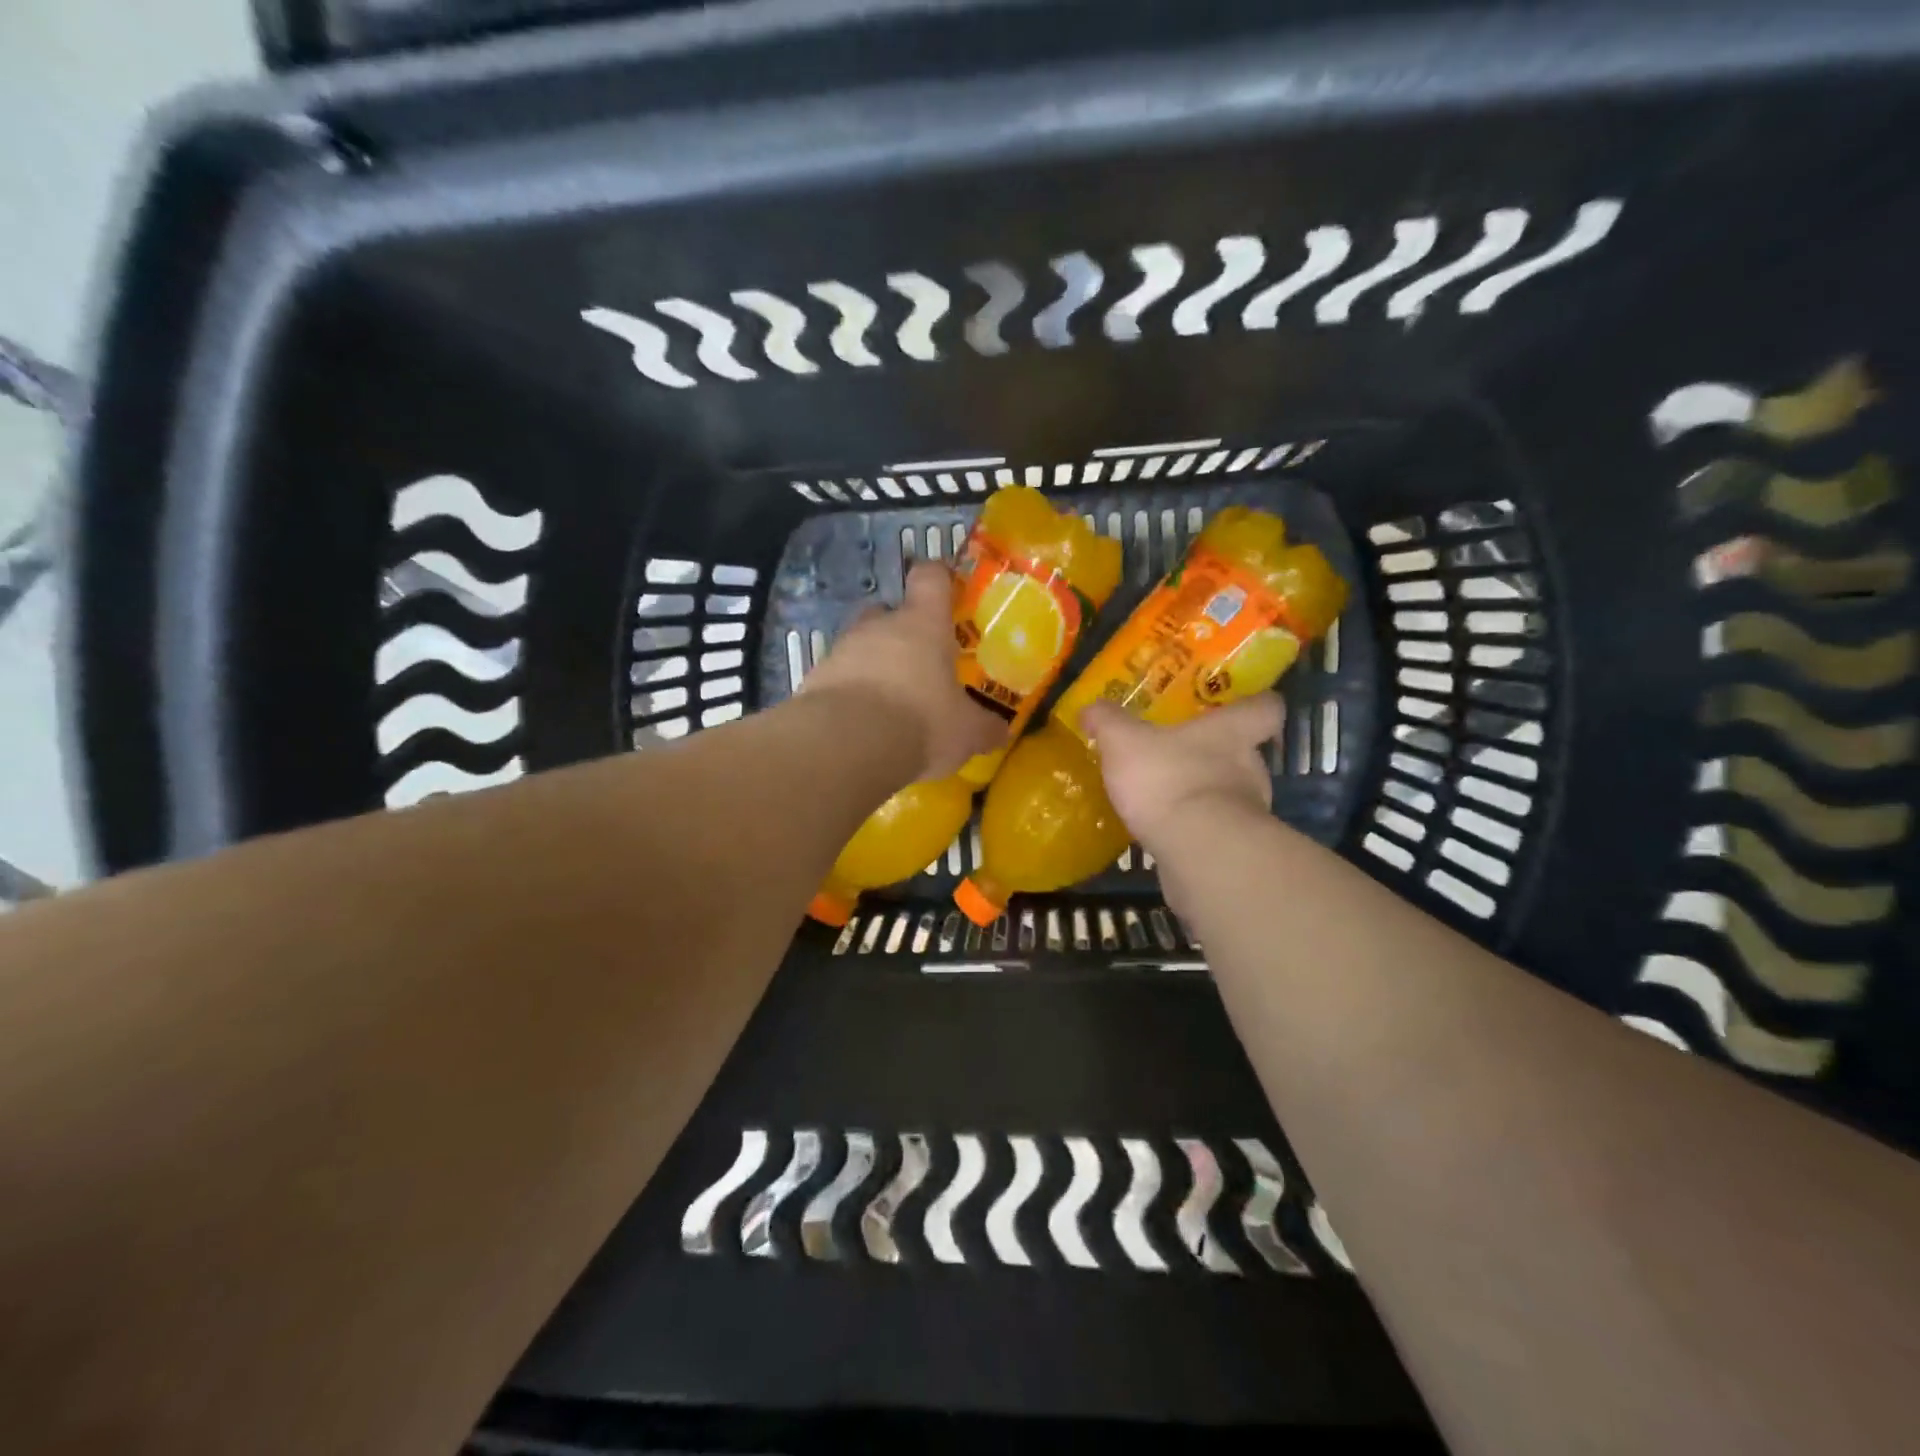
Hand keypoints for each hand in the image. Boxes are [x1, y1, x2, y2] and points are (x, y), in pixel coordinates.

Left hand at [801, 562, 1002, 779]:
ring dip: (873, 666)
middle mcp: (878, 627)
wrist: (846, 745)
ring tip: (889, 702)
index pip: (930, 578)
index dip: (939, 578)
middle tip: (918, 663)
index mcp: (922, 624)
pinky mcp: (814, 680)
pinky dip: (849, 694)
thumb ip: (984, 728)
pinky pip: (838, 678)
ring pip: (860, 646)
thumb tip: (1001, 732)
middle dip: (901, 632)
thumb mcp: (965, 732)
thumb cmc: (920, 722)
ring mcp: (841, 650)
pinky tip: (861, 725)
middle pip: (888, 611)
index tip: (946, 588)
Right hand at [1082, 695, 1284, 855]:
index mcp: (1231, 732)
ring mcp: (1249, 811)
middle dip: (1215, 755)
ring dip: (1204, 794)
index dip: (1256, 703)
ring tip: (1167, 797)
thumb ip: (1108, 721)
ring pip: (1231, 793)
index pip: (1266, 707)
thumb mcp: (1124, 741)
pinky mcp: (1235, 848)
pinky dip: (1196, 828)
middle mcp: (1250, 767)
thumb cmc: (1168, 779)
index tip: (1238, 705)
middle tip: (1182, 754)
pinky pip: (1215, 829)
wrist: (1196, 851)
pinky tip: (1166, 831)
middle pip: (1246, 753)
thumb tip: (1091, 708)